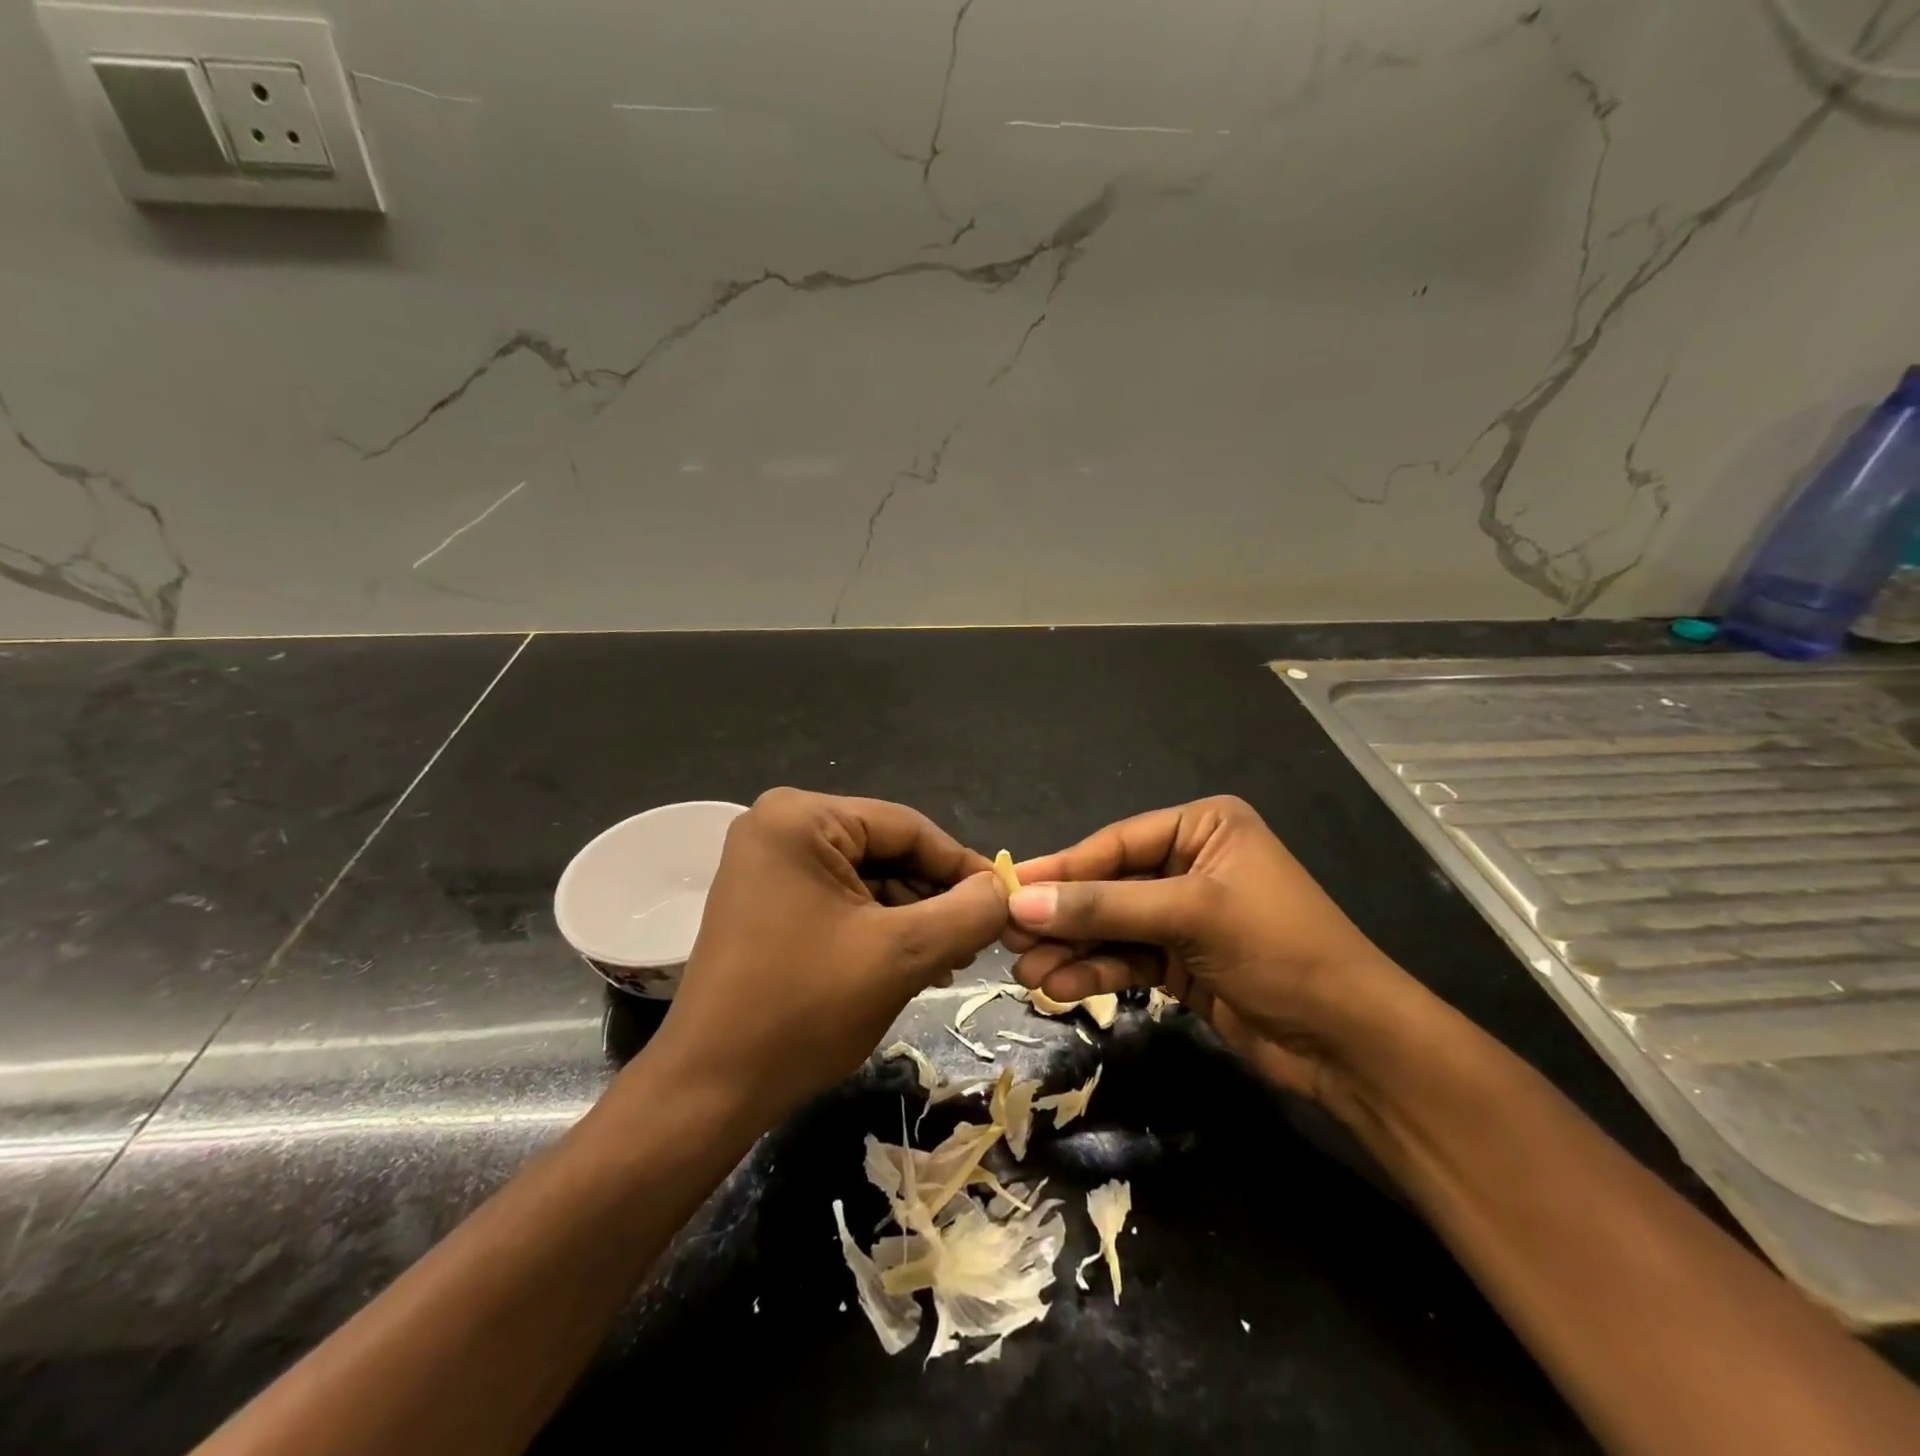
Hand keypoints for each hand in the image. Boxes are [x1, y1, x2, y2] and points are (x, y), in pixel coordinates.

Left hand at [650, 788, 1008, 1121]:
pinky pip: (840, 899)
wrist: (709, 1090)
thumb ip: (966, 914)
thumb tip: (1004, 891)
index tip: (1005, 903)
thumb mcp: (901, 956)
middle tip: (978, 940)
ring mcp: (768, 863)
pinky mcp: (767, 899)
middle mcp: (779, 825)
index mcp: (801, 817)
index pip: (907, 827)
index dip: (962, 866)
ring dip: (911, 917)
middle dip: (934, 897)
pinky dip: (878, 927)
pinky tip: (912, 962)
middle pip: (885, 850)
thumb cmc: (804, 1010)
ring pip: (867, 878)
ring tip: (951, 960)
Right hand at [1006, 796, 1417, 1107]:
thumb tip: (1021, 902)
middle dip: (1062, 915)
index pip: (1116, 843)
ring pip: (1112, 926)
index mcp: (1203, 827)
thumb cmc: (1279, 949)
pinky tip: (1059, 986)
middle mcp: (1191, 863)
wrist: (1351, 1042)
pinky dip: (1094, 971)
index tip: (1008, 888)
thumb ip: (1104, 906)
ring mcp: (1185, 915)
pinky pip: (1126, 958)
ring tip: (1026, 973)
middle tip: (1006, 937)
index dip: (1061, 868)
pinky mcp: (1182, 962)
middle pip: (1108, 885)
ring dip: (1071, 949)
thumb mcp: (1190, 915)